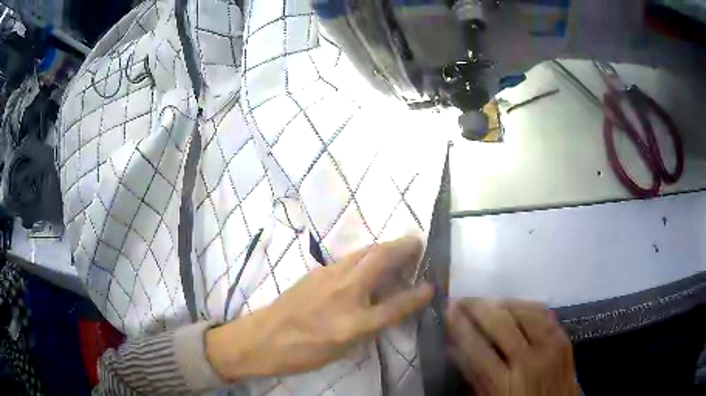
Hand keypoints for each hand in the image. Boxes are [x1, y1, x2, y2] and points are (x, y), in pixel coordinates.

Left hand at [207, 236, 433, 381]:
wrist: (263, 338)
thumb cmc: (303, 353)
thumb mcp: (342, 351)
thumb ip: (368, 328)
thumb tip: (386, 309)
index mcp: (352, 323)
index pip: (395, 305)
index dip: (417, 295)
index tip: (432, 286)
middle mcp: (344, 294)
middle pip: (380, 260)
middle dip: (403, 247)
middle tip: (417, 244)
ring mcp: (328, 278)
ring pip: (363, 252)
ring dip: (384, 247)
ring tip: (397, 249)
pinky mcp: (316, 271)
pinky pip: (348, 258)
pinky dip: (365, 255)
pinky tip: (367, 263)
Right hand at [446, 299, 579, 395]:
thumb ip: (473, 375)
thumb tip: (454, 347)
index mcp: (505, 383)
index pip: (476, 347)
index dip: (459, 326)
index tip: (446, 310)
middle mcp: (529, 360)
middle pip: (500, 323)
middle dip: (477, 307)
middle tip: (461, 300)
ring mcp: (550, 345)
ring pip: (523, 311)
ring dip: (500, 303)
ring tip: (484, 302)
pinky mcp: (563, 338)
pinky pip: (542, 312)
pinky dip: (524, 305)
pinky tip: (512, 305)